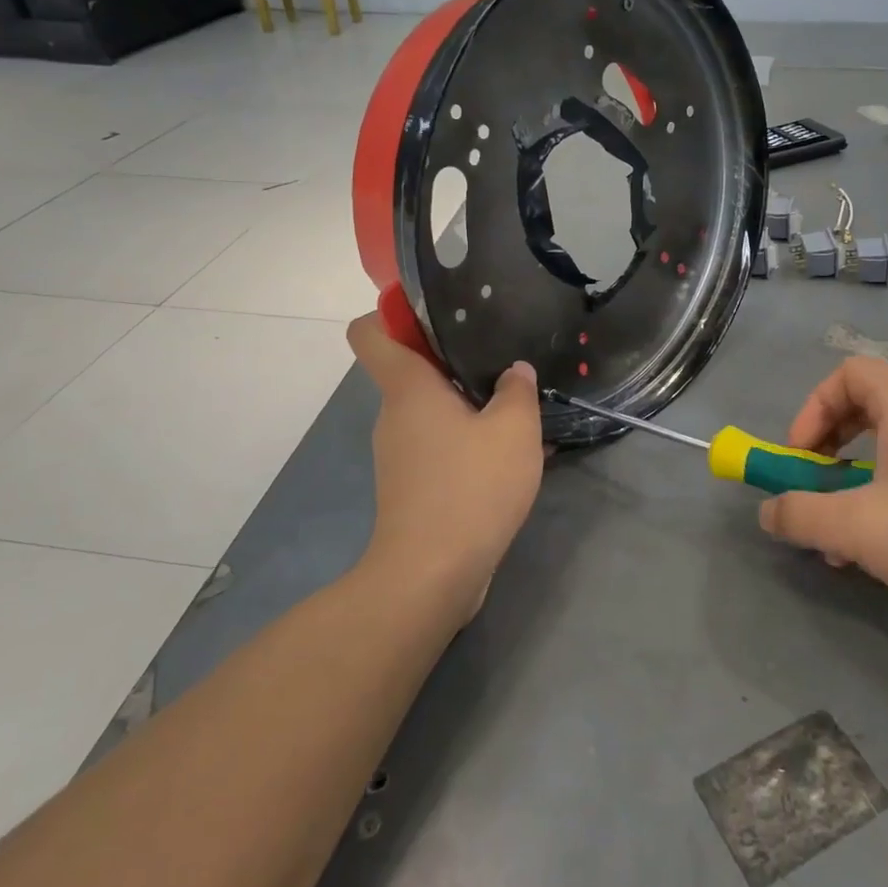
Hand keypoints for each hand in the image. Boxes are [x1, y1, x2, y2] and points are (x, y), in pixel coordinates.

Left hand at [347, 314, 544, 625]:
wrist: (433, 574)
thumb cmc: (470, 487)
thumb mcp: (514, 430)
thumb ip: (517, 391)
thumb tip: (514, 372)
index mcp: (408, 389)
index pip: (370, 332)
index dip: (391, 312)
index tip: (434, 312)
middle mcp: (394, 415)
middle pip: (412, 371)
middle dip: (454, 363)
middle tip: (502, 361)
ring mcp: (399, 454)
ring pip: (431, 413)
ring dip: (469, 408)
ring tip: (516, 414)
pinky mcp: (412, 487)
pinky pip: (439, 448)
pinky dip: (468, 445)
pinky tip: (509, 458)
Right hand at [757, 358, 887, 634]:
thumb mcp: (859, 529)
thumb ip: (801, 515)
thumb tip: (768, 512)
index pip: (850, 372)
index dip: (813, 408)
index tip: (801, 457)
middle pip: (869, 408)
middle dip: (830, 449)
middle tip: (817, 490)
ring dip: (858, 483)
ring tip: (846, 539)